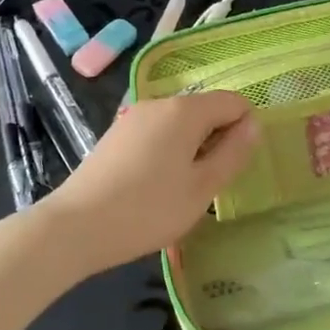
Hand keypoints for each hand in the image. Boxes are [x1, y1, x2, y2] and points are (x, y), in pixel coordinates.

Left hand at [38, 92, 258, 273]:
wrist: (75, 227)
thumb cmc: (148, 209)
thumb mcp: (202, 188)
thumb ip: (233, 153)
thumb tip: (254, 124)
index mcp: (185, 110)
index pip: (233, 102)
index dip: (245, 129)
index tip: (236, 166)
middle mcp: (159, 103)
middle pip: (205, 110)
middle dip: (217, 140)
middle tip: (210, 184)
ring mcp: (133, 117)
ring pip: (180, 123)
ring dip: (192, 148)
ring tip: (183, 189)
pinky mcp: (116, 135)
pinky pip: (157, 133)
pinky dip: (168, 151)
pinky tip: (156, 186)